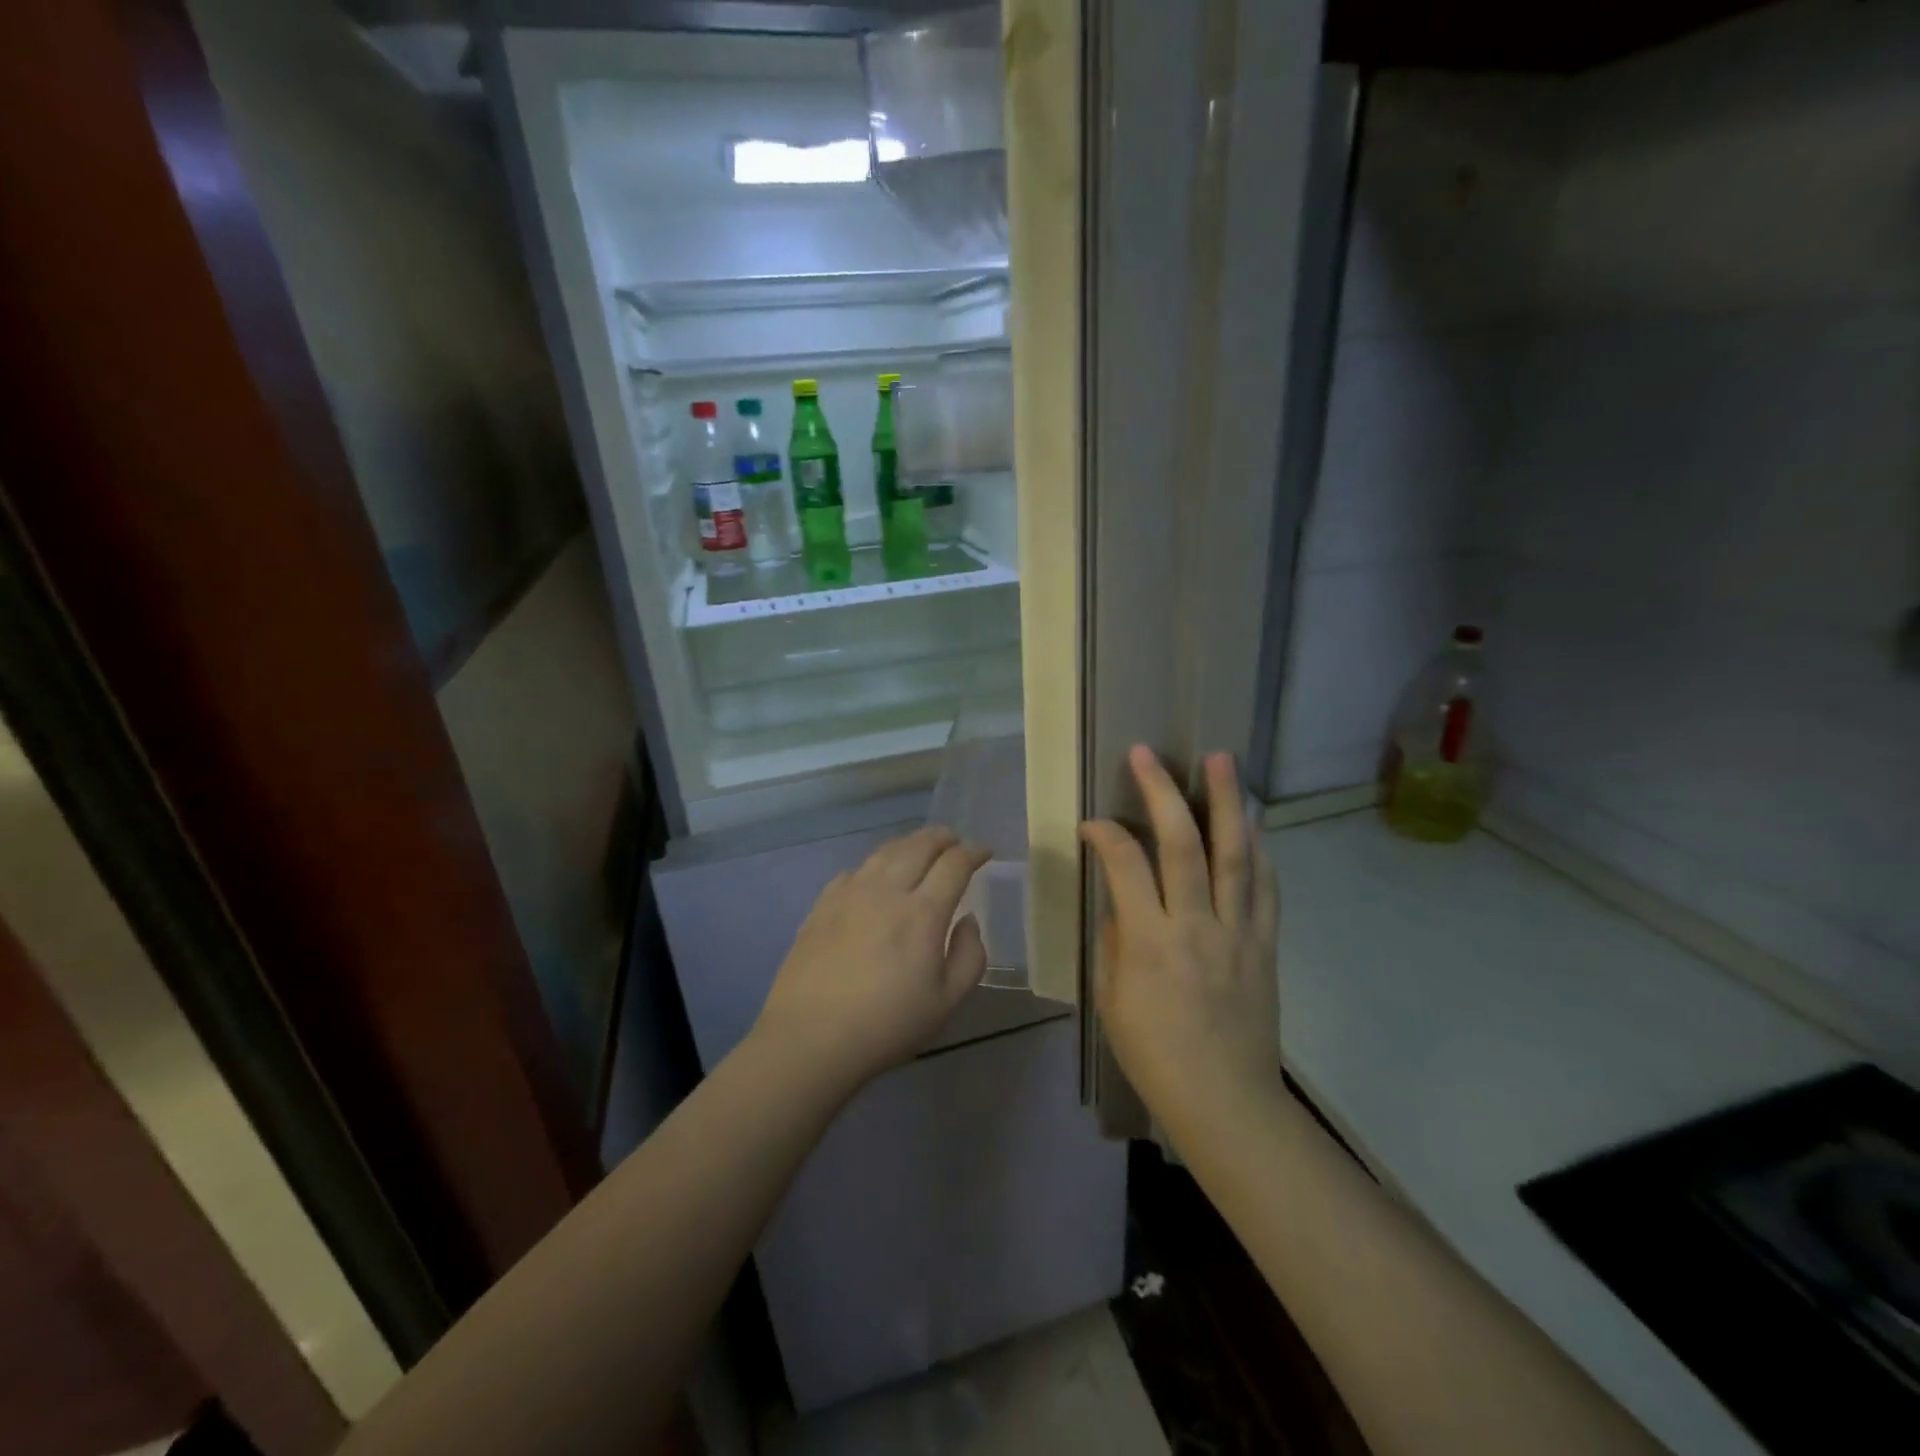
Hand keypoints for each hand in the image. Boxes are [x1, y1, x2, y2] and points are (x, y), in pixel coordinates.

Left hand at [753, 827, 990, 1094]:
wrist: (810, 1038)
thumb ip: (969, 956)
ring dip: (909, 843)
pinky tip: (876, 875)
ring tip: (919, 848)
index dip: (973, 852)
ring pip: (885, 852)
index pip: (954, 865)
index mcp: (923, 913)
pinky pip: (855, 870)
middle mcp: (887, 891)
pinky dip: (875, 863)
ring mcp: (850, 894)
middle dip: (942, 838)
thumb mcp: (946, 1003)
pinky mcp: (822, 905)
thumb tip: (968, 921)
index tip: (984, 853)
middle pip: (918, 846)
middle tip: (954, 840)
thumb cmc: (886, 1025)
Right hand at [1081, 748, 1281, 1131]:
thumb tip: (1124, 901)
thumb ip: (1117, 940)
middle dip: (1163, 792)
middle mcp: (1197, 926)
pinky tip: (1252, 822)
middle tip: (1149, 753)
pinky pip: (1266, 887)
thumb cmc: (1155, 1055)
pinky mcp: (1266, 944)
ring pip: (1236, 855)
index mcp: (1151, 942)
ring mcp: (1239, 932)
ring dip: (1228, 802)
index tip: (1091, 824)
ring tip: (1223, 759)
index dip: (1105, 834)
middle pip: (1183, 845)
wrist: (1226, 1102)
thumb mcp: (1113, 1000)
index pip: (1125, 866)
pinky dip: (1259, 849)